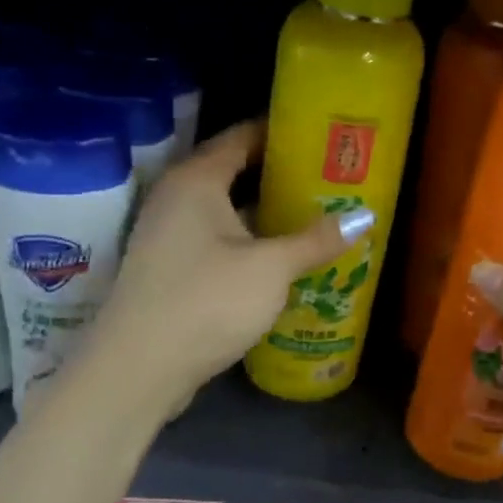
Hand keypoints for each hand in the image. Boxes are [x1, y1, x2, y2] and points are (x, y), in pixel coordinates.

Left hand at [71, 121, 371, 419]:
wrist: (137, 370)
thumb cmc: (206, 301)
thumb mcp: (271, 268)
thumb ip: (317, 239)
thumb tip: (364, 218)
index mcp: (197, 180)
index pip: (242, 136)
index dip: (281, 132)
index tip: (321, 134)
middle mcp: (177, 198)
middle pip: (234, 171)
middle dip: (280, 174)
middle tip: (328, 176)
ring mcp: (169, 235)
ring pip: (226, 210)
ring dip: (265, 212)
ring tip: (315, 213)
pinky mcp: (170, 269)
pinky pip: (217, 239)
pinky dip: (248, 240)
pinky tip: (281, 255)